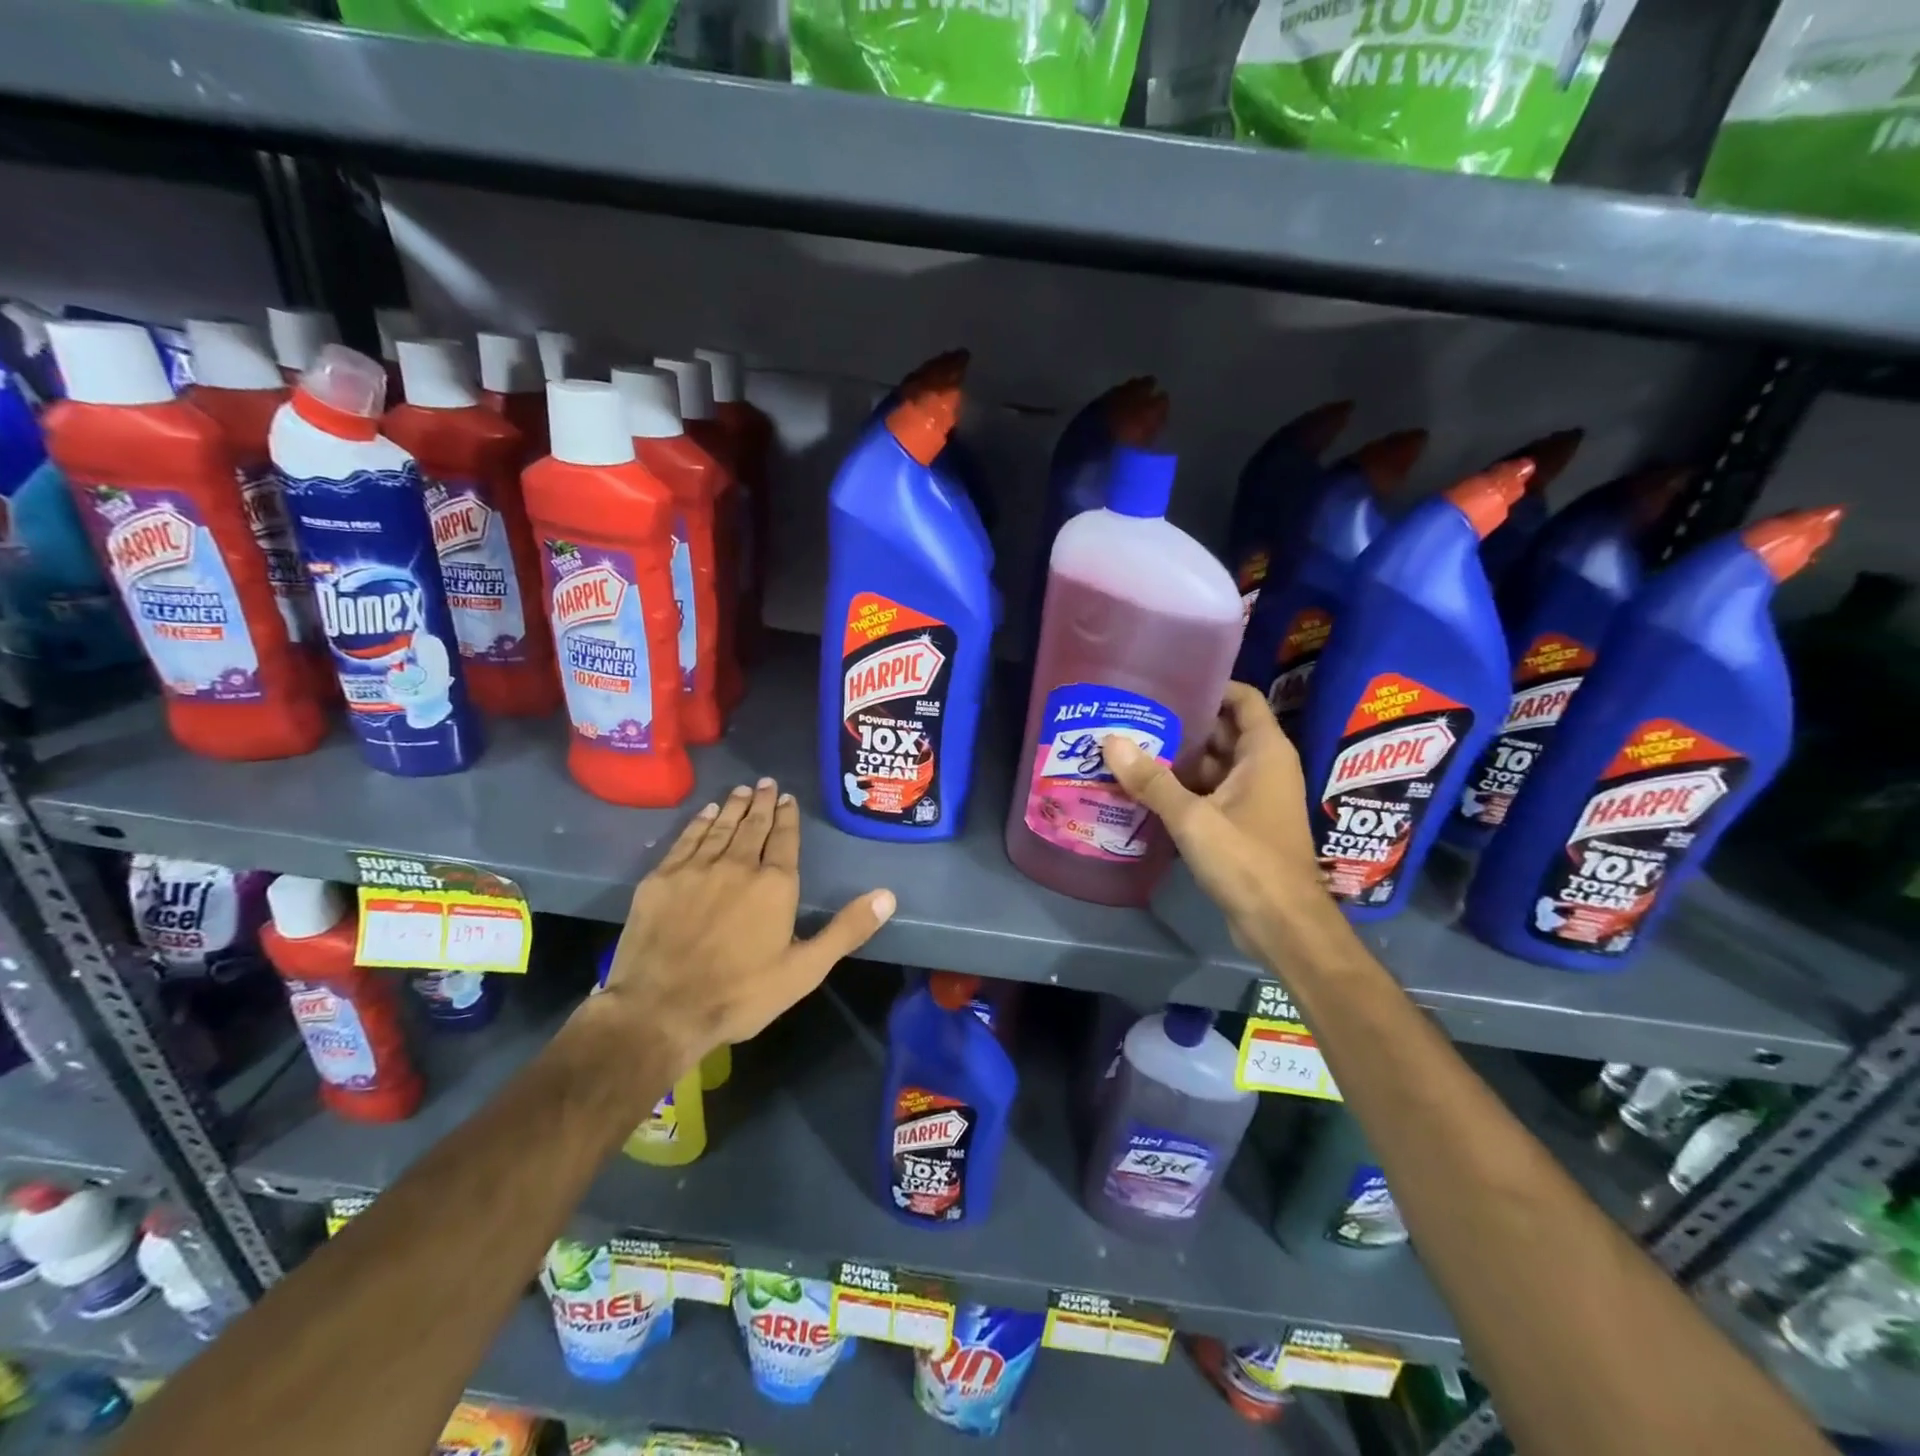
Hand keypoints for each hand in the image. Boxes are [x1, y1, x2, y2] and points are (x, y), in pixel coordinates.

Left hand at [596, 778, 894, 1071]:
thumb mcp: (805, 970)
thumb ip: (846, 930)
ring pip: (721, 827)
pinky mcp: (662, 879)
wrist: (661, 1011)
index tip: (788, 797)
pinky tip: (706, 813)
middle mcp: (738, 865)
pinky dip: (699, 822)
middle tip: (767, 782)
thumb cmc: (741, 994)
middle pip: (753, 826)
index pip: (785, 839)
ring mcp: (696, 869)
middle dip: (762, 802)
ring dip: (734, 806)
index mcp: (775, 885)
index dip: (788, 817)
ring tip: (743, 790)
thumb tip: (888, 896)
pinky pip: (686, 839)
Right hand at [1101, 683, 1326, 958]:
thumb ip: (1152, 780)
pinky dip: (1182, 789)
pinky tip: (1144, 790)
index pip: (1242, 699)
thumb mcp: (1193, 818)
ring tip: (1129, 748)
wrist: (1283, 926)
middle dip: (1181, 724)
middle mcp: (1263, 768)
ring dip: (1177, 760)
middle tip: (1133, 715)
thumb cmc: (1247, 861)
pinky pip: (1209, 794)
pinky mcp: (1242, 825)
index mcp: (1264, 753)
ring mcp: (1253, 798)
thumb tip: (1110, 740)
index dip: (1209, 685)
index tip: (1166, 681)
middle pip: (1221, 731)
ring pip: (1212, 766)